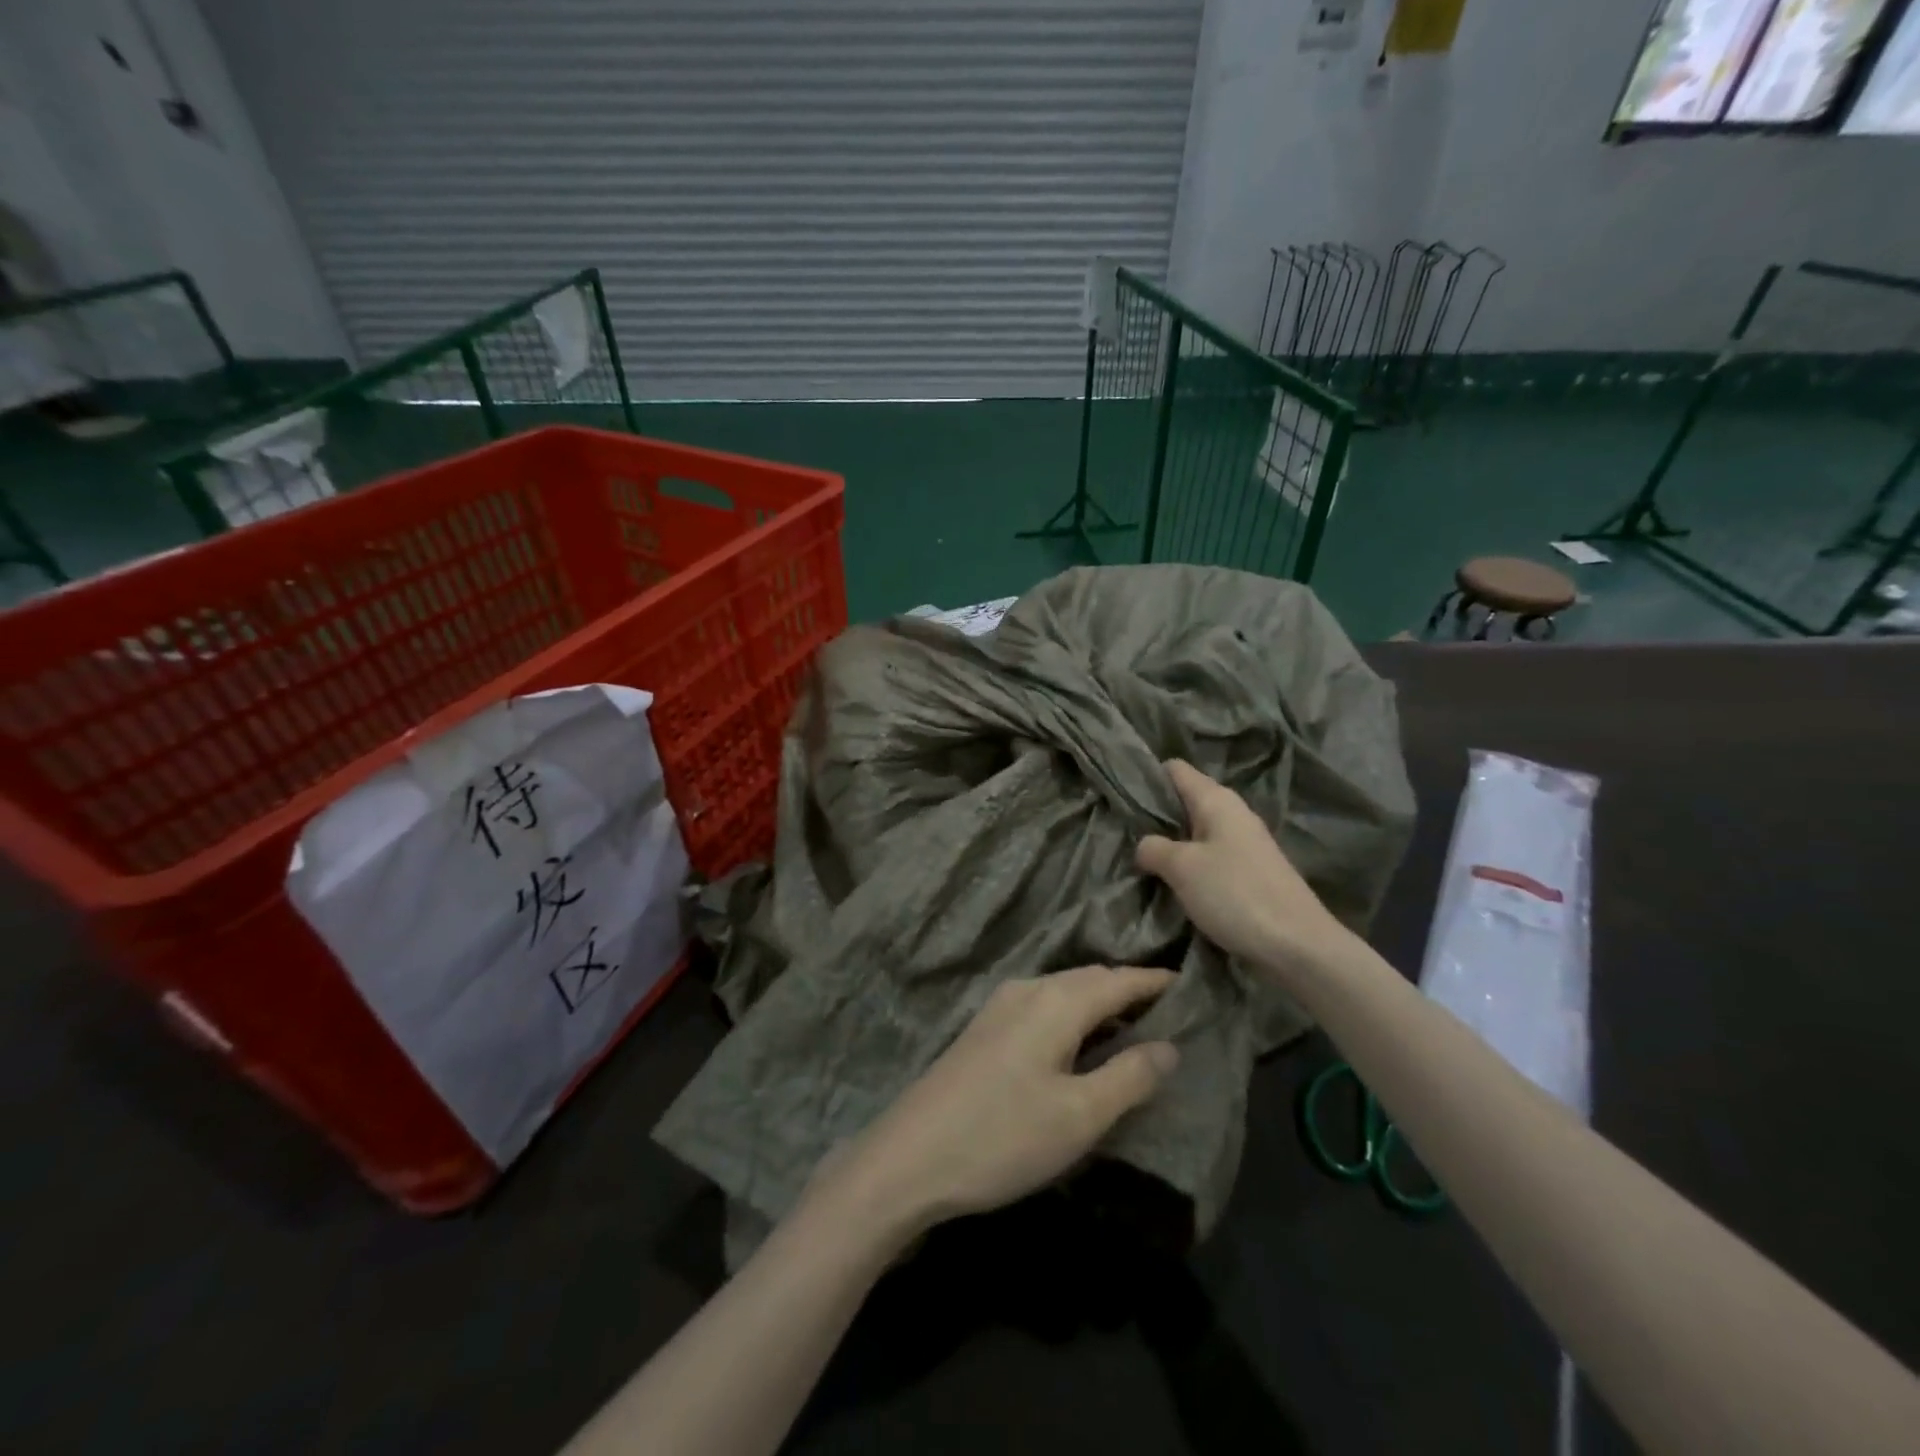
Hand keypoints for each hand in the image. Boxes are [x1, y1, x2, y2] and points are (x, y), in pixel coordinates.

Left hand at [831, 966, 1179, 1236]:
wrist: (911, 1156)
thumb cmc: (1004, 1136)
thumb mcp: (1079, 1116)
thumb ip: (1130, 1076)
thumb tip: (1170, 1045)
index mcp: (1056, 1001)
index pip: (1119, 979)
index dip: (1155, 982)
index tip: (1190, 986)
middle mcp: (1028, 989)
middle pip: (1091, 979)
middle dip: (1129, 989)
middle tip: (1168, 1011)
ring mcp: (1000, 1006)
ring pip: (1065, 991)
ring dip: (1100, 1003)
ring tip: (1133, 1028)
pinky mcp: (984, 1028)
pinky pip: (1043, 1006)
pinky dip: (1073, 1014)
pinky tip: (1080, 1044)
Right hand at [1136, 759, 1355, 974]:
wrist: (1298, 945)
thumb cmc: (1235, 895)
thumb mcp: (1182, 868)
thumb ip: (1153, 847)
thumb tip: (1144, 845)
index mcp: (1216, 800)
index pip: (1174, 769)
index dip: (1146, 777)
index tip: (1118, 796)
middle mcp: (1232, 812)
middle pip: (1184, 800)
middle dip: (1154, 814)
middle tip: (1122, 832)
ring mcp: (1244, 842)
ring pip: (1195, 830)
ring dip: (1170, 842)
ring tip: (1141, 858)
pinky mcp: (1249, 870)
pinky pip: (1208, 854)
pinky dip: (1188, 863)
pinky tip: (1172, 881)